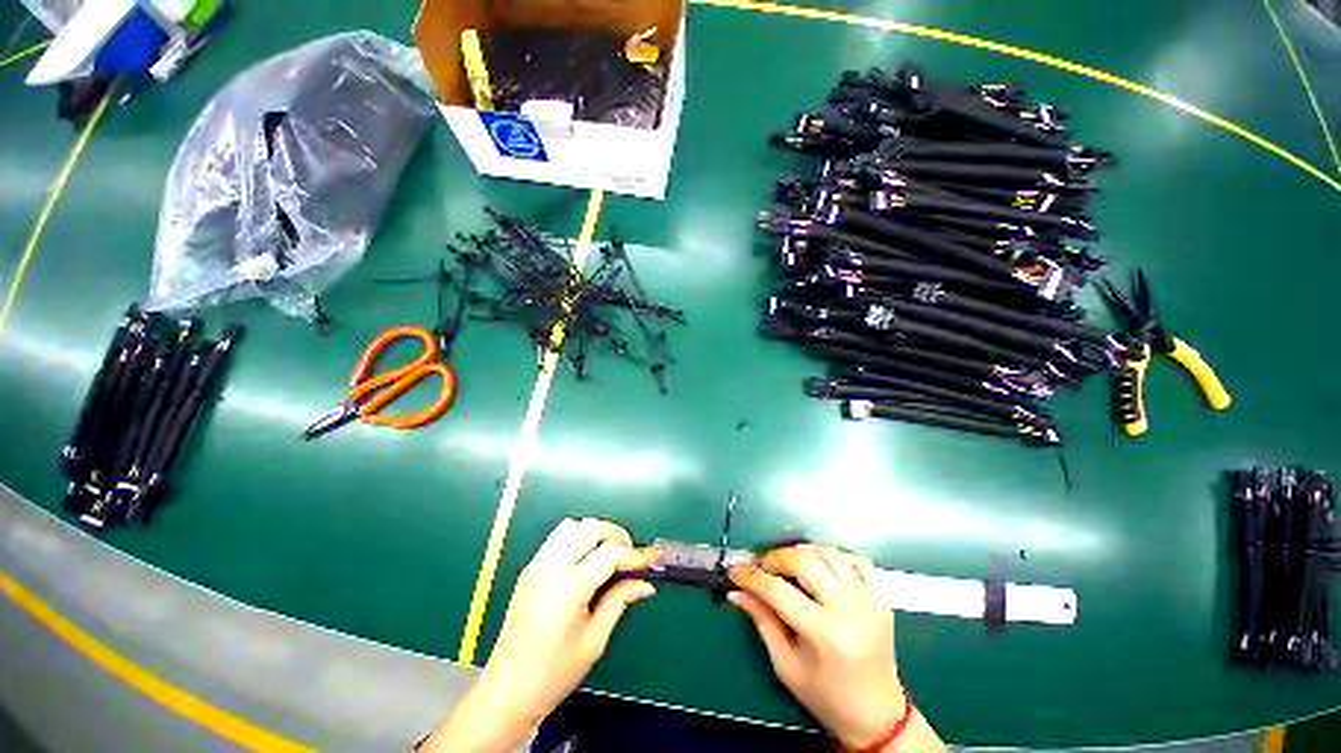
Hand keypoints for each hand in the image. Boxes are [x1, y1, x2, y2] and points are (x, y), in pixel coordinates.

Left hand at [424, 518, 656, 752]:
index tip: (648, 562)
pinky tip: (586, 560)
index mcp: (567, 588)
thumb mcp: (594, 641)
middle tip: (630, 555)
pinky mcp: (529, 569)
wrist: (506, 692)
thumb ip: (620, 601)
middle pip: (590, 528)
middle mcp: (550, 568)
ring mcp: (536, 565)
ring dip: (594, 533)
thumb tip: (645, 584)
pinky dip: (577, 539)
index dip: (633, 555)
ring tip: (608, 554)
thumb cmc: (552, 674)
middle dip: (616, 535)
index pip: (609, 553)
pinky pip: (557, 538)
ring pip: (572, 526)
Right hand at [729, 545, 942, 751]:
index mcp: (823, 633)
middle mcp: (848, 609)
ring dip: (803, 552)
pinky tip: (823, 570)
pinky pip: (856, 560)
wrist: (878, 715)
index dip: (751, 577)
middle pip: (804, 560)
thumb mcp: (786, 665)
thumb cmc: (826, 696)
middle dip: (776, 557)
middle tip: (765, 568)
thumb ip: (762, 621)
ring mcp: (869, 600)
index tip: (736, 572)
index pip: (777, 589)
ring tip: (790, 566)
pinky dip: (835, 557)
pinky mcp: (880, 597)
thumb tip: (737, 591)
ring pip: (828, 553)